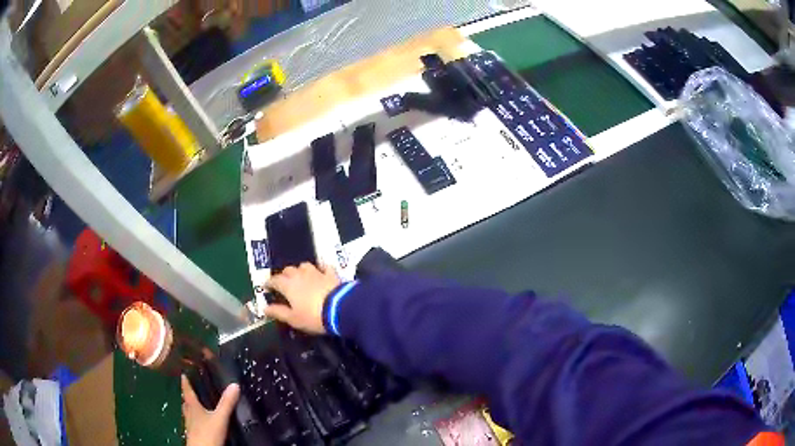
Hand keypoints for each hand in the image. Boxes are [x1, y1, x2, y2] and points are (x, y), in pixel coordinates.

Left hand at [182, 375, 239, 445]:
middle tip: (190, 388)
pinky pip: (192, 422)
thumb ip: (226, 403)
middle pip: (186, 401)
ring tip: (194, 404)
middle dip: (187, 395)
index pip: (187, 390)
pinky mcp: (194, 434)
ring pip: (188, 412)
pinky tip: (200, 422)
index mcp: (193, 406)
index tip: (183, 373)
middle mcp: (189, 414)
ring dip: (190, 407)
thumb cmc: (208, 433)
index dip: (186, 382)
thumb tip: (235, 385)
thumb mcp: (220, 418)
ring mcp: (190, 425)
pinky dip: (195, 418)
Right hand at [264, 262, 340, 333]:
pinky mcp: (331, 274)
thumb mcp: (293, 319)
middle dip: (284, 275)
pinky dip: (320, 268)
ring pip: (304, 266)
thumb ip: (278, 312)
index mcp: (288, 285)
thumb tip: (265, 308)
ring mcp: (316, 272)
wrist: (340, 309)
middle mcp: (300, 275)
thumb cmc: (313, 316)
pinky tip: (320, 271)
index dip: (269, 283)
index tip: (267, 286)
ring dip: (300, 270)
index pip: (275, 280)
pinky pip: (324, 267)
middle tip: (283, 283)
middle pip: (288, 270)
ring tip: (300, 277)